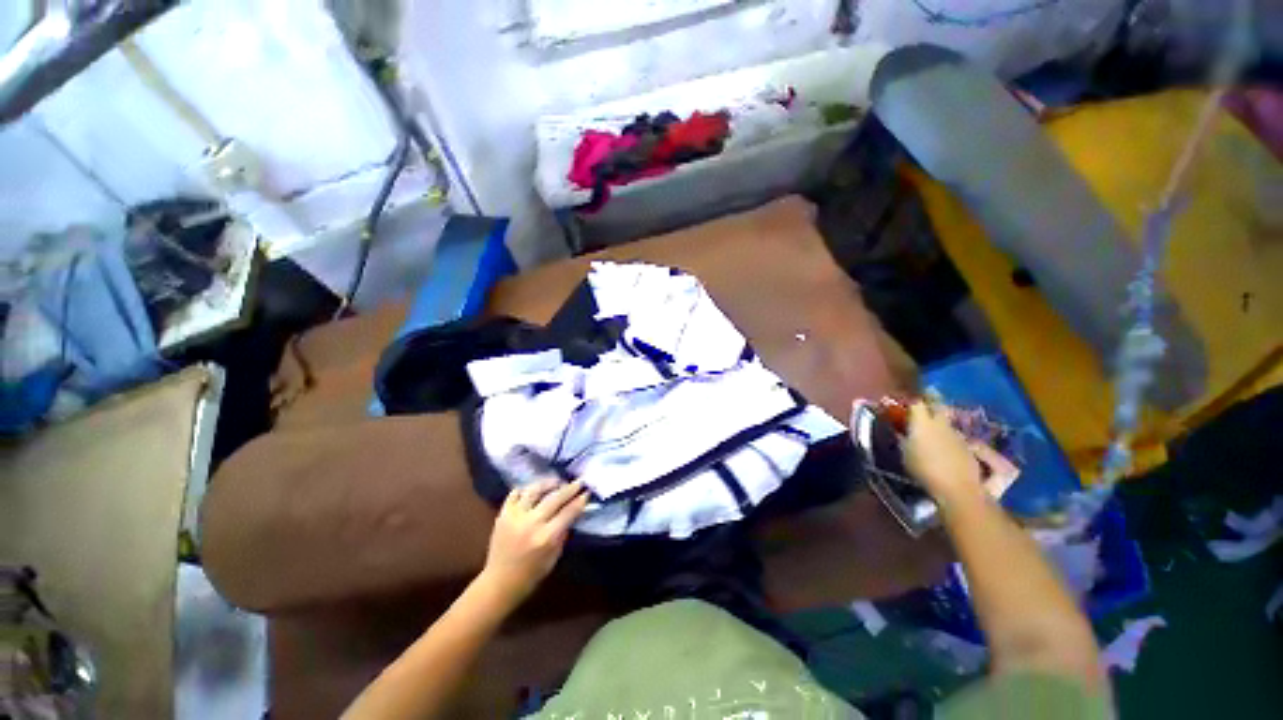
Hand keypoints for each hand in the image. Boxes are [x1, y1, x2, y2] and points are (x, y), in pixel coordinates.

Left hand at [479, 479, 589, 604]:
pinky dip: (526, 489)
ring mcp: (515, 517)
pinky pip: (515, 494)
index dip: (580, 501)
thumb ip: (563, 532)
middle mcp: (531, 523)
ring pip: (534, 490)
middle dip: (569, 488)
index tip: (587, 492)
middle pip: (554, 498)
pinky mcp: (503, 514)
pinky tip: (534, 490)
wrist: (499, 583)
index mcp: (546, 537)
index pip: (568, 512)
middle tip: (579, 482)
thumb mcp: (554, 556)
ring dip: (548, 483)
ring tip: (557, 482)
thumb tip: (574, 512)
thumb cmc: (531, 574)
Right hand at [902, 401, 984, 501]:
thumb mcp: (905, 454)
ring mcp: (957, 435)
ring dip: (941, 424)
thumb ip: (903, 440)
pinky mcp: (969, 447)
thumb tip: (899, 432)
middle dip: (932, 404)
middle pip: (939, 406)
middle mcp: (941, 424)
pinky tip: (946, 450)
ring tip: (934, 433)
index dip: (912, 403)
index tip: (906, 405)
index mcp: (923, 423)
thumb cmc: (924, 470)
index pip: (917, 403)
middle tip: (925, 408)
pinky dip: (950, 439)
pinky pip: (956, 437)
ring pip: (948, 423)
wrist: (957, 488)